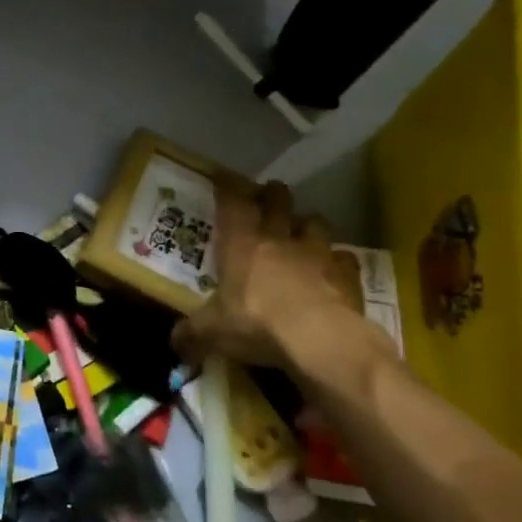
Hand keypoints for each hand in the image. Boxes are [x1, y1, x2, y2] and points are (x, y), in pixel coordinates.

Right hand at [172, 179, 367, 371]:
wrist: (320, 340)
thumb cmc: (256, 323)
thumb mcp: (212, 331)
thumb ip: (192, 334)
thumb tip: (175, 344)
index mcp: (241, 244)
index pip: (232, 202)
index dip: (228, 186)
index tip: (224, 177)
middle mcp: (278, 239)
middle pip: (278, 200)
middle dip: (272, 194)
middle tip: (267, 196)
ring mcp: (316, 254)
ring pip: (314, 222)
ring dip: (307, 224)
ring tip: (302, 232)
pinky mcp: (347, 275)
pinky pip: (345, 259)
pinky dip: (339, 261)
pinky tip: (334, 270)